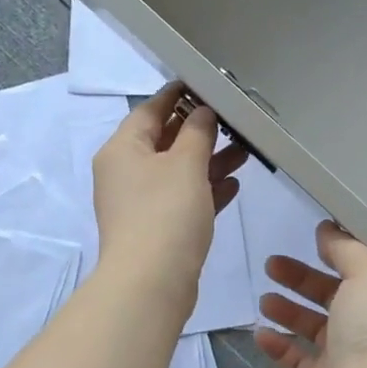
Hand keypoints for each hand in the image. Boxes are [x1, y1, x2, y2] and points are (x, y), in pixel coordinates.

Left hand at [92, 85, 247, 308]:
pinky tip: (232, 184)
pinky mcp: (157, 228)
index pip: (150, 110)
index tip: (206, 83)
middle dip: (200, 130)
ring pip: (178, 171)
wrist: (151, 283)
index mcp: (122, 149)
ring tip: (244, 151)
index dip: (178, 94)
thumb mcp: (186, 163)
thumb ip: (197, 131)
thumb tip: (202, 112)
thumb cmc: (165, 213)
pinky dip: (205, 189)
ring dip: (208, 160)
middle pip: (165, 141)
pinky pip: (183, 199)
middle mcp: (126, 173)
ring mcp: (140, 203)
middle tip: (233, 119)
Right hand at [253, 221, 366, 367]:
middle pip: (330, 294)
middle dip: (301, 278)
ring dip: (287, 310)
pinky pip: (295, 359)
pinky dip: (277, 346)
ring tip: (264, 299)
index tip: (309, 236)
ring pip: (311, 326)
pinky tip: (260, 334)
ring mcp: (344, 357)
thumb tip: (328, 231)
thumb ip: (347, 249)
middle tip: (272, 264)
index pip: (359, 268)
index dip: (336, 251)